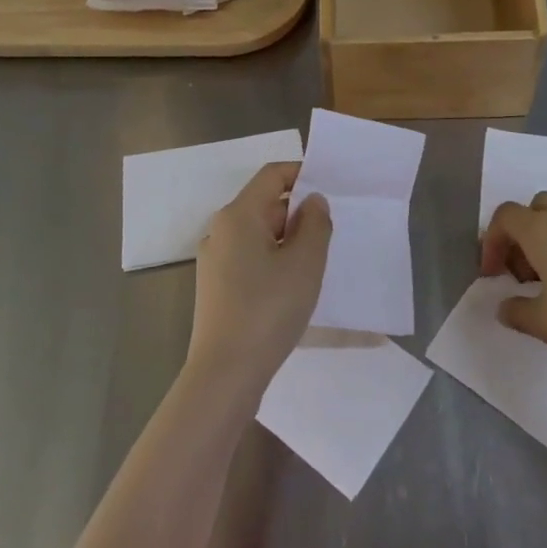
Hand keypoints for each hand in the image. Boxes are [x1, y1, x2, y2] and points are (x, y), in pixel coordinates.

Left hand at [187, 162, 330, 398]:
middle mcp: (220, 230)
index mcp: (238, 215)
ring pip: (259, 234)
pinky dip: (273, 261)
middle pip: (265, 205)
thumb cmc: (268, 309)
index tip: (331, 188)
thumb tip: (312, 201)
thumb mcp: (305, 263)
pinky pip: (250, 258)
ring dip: (289, 240)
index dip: (302, 173)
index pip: (272, 175)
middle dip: (299, 213)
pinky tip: (293, 287)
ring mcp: (214, 260)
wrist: (225, 373)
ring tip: (318, 262)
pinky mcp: (216, 286)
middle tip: (332, 233)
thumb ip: (315, 223)